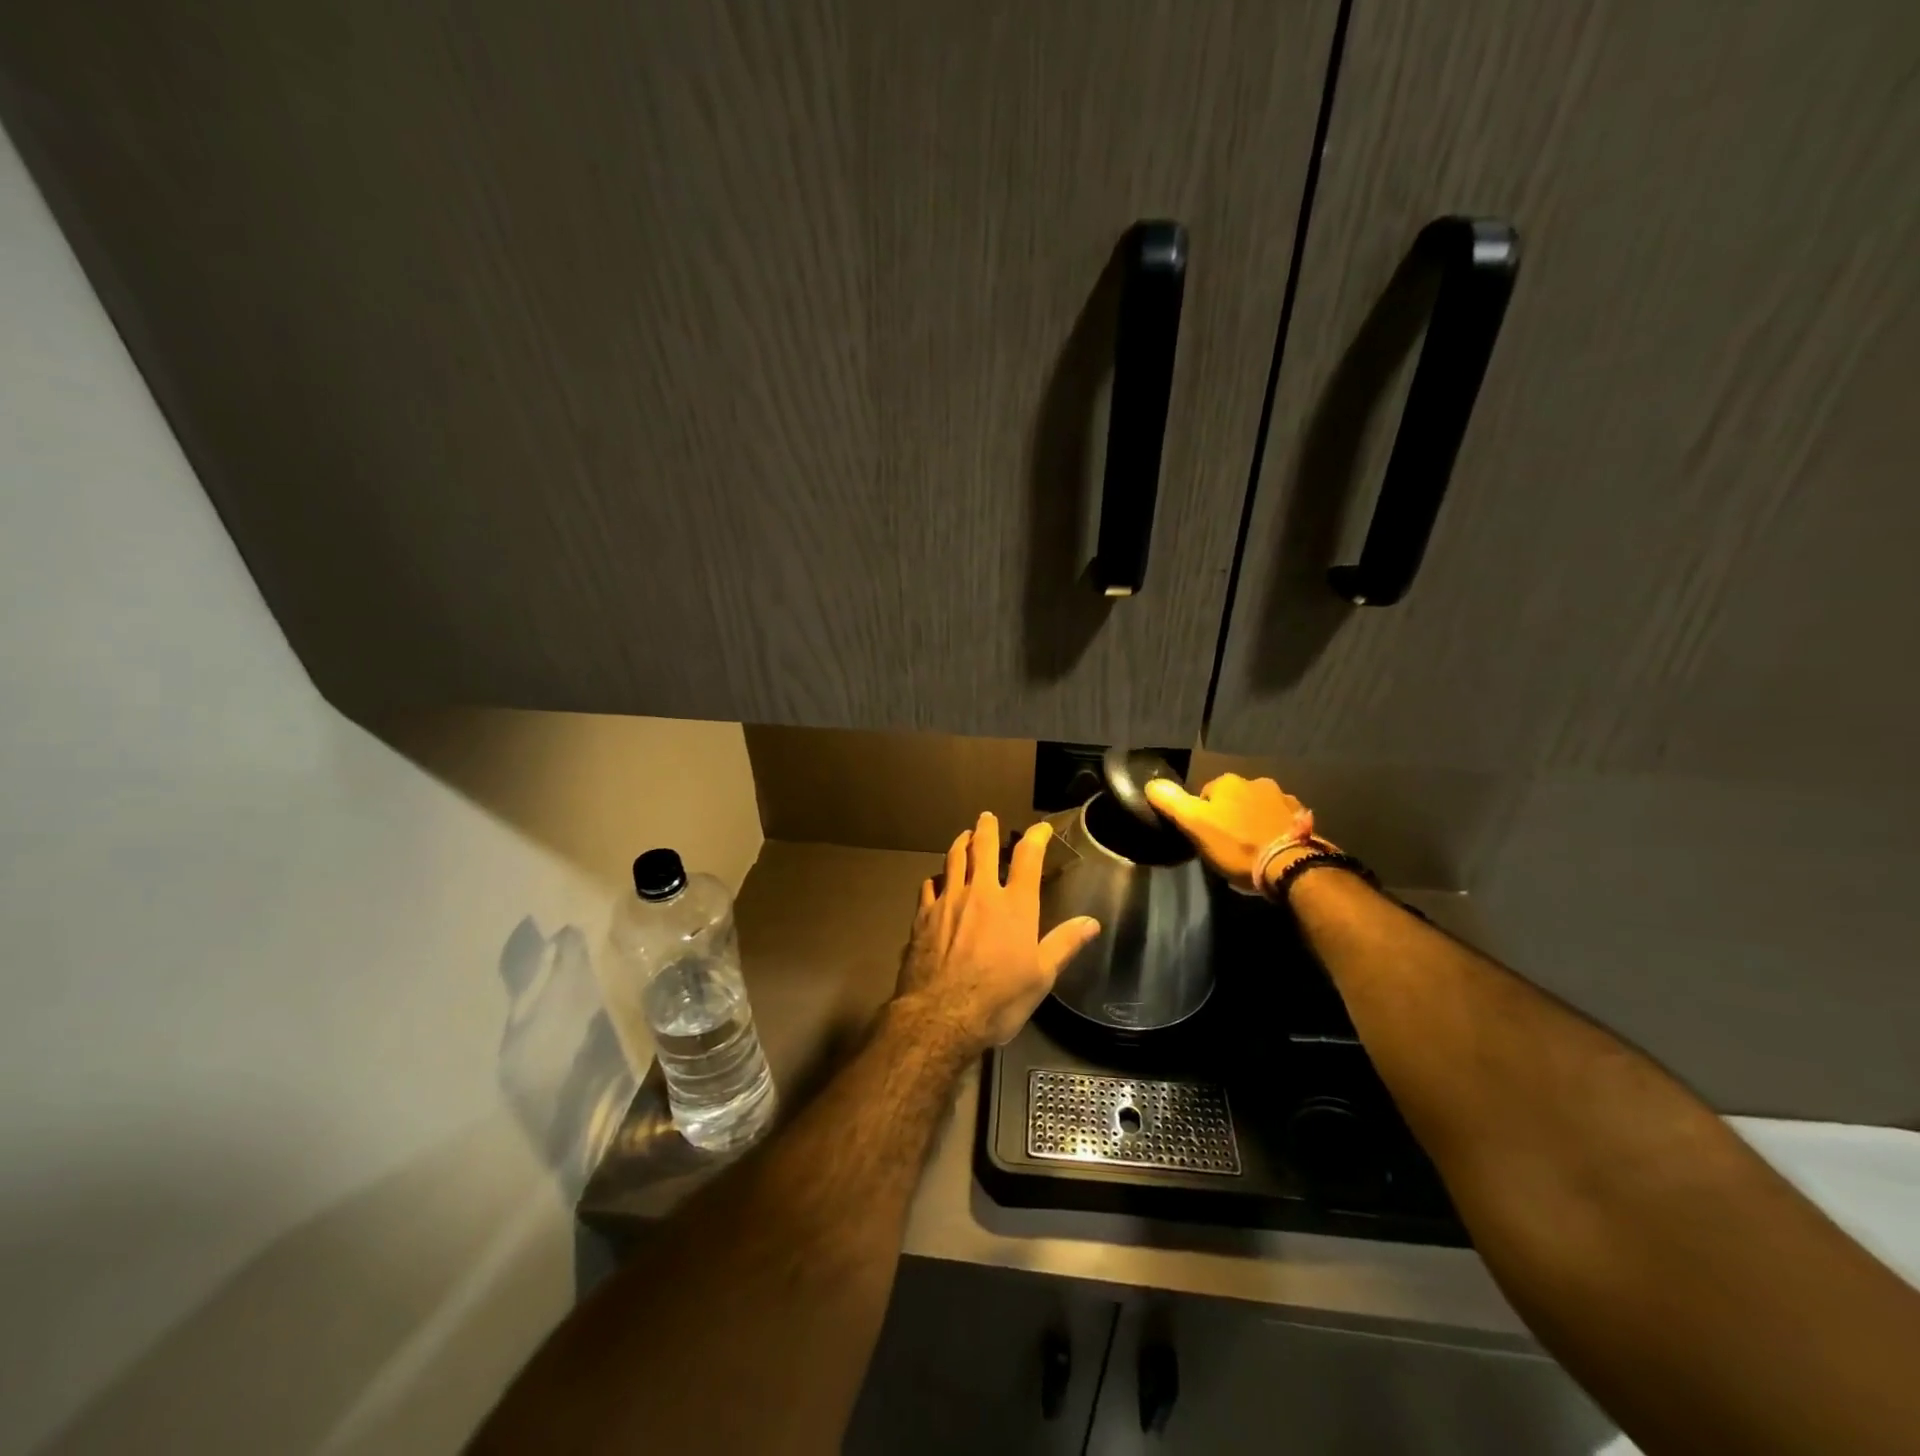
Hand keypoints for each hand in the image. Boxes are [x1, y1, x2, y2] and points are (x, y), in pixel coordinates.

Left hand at [894, 812, 1100, 1052]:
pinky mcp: (922, 916)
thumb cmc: (998, 999)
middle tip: (986, 817)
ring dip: (959, 844)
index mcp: (1014, 905)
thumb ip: (1064, 944)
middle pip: (982, 848)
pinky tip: (935, 880)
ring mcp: (948, 902)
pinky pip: (928, 886)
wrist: (941, 1015)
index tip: (1040, 828)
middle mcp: (980, 893)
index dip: (1036, 837)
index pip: (1027, 858)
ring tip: (963, 836)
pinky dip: (935, 878)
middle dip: (985, 828)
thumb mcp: (1041, 977)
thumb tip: (1092, 922)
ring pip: (953, 860)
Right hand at [1144, 774, 1322, 894]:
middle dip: (1229, 816)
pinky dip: (1274, 829)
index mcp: (1227, 781)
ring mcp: (1283, 798)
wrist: (1290, 865)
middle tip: (1227, 845)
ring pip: (1257, 807)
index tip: (1205, 837)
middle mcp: (1256, 781)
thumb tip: (1151, 783)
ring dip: (1253, 821)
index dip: (1201, 816)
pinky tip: (1272, 848)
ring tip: (1252, 848)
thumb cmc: (1236, 845)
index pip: (1204, 795)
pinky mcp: (1301, 816)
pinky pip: (1279, 819)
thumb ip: (1171, 802)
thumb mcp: (1195, 826)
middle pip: (1233, 799)